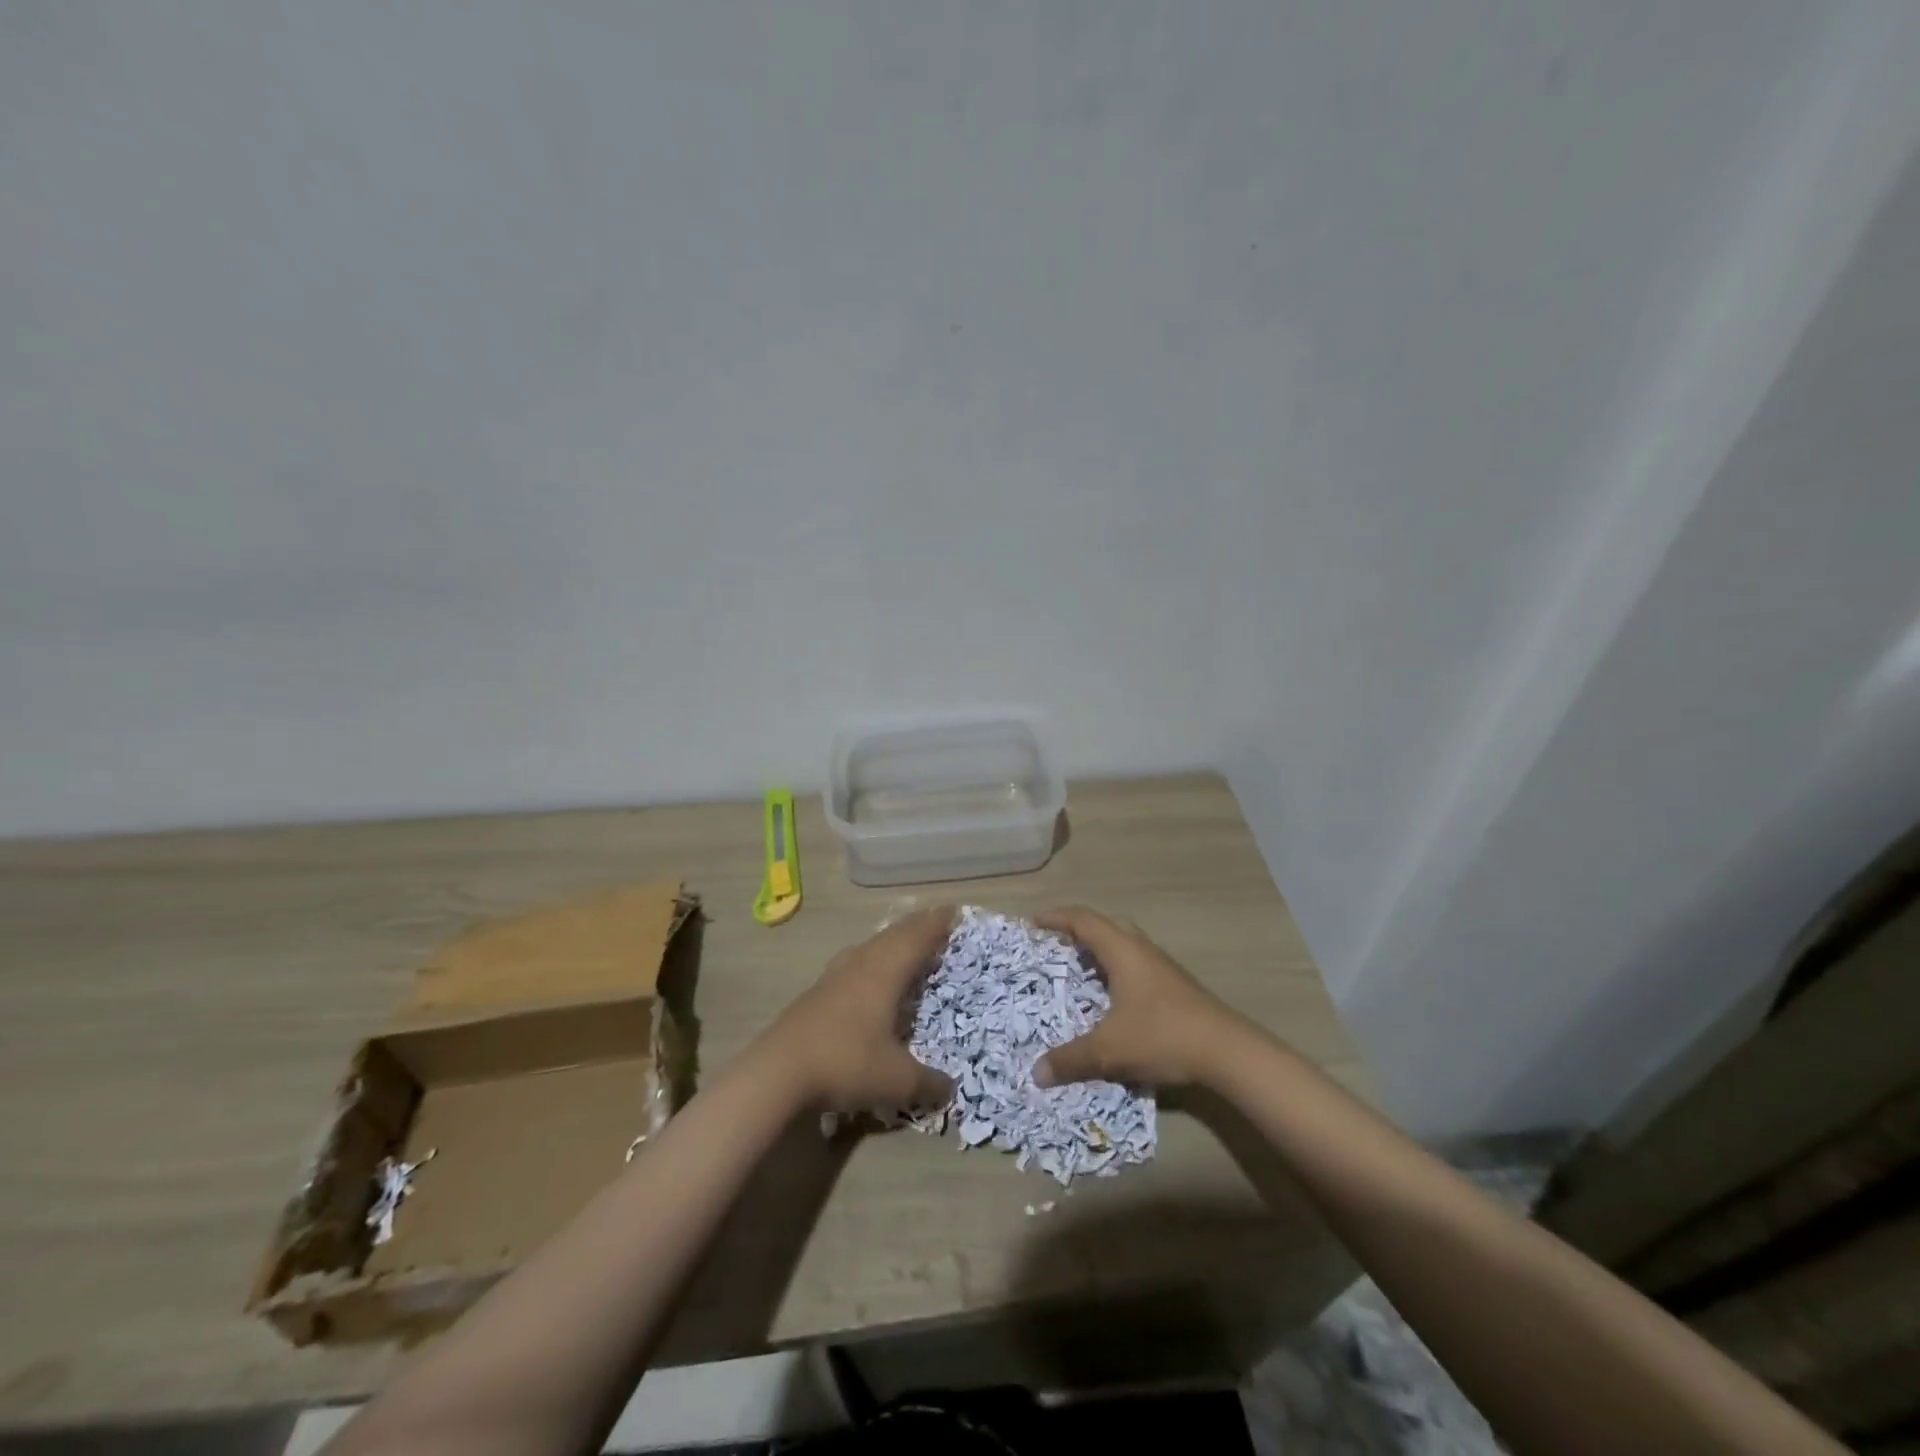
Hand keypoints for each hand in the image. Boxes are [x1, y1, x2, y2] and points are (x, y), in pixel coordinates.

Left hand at [757, 908, 957, 1113]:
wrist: (777, 1072)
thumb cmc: (846, 1063)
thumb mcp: (897, 1080)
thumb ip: (928, 1083)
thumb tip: (949, 1088)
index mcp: (885, 973)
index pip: (917, 939)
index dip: (936, 924)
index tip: (953, 911)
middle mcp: (860, 966)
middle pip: (892, 936)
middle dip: (916, 927)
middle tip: (934, 921)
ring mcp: (833, 978)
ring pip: (869, 947)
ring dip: (890, 940)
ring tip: (902, 942)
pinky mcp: (814, 994)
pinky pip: (851, 963)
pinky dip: (869, 959)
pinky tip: (863, 974)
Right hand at [1033, 906, 1247, 1089]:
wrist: (1227, 1052)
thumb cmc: (1162, 1036)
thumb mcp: (1110, 1051)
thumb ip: (1072, 1059)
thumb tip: (1037, 1072)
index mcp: (1123, 951)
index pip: (1084, 920)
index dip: (1056, 917)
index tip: (1033, 922)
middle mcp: (1142, 950)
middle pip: (1106, 925)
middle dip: (1078, 930)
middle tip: (1056, 944)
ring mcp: (1162, 967)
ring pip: (1125, 945)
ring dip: (1100, 950)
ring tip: (1079, 969)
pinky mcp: (1175, 986)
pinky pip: (1136, 964)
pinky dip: (1116, 970)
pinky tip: (1112, 998)